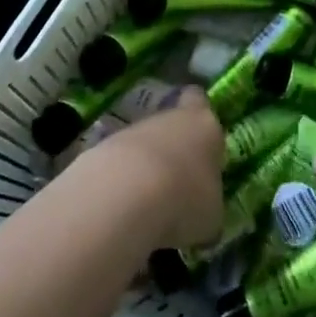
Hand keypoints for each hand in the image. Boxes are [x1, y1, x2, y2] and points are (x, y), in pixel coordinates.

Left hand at [84, 87, 224, 246]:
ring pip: (144, 144)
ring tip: (148, 207)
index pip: (201, 102)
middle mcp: (170, 118)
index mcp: (204, 124)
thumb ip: (208, 203)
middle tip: (177, 185)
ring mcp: (134, 130)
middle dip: (173, 149)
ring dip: (146, 170)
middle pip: (171, 123)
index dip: (199, 116)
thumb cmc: (184, 199)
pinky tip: (123, 211)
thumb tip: (202, 213)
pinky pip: (120, 165)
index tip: (199, 139)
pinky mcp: (104, 148)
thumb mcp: (211, 214)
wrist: (125, 195)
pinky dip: (121, 184)